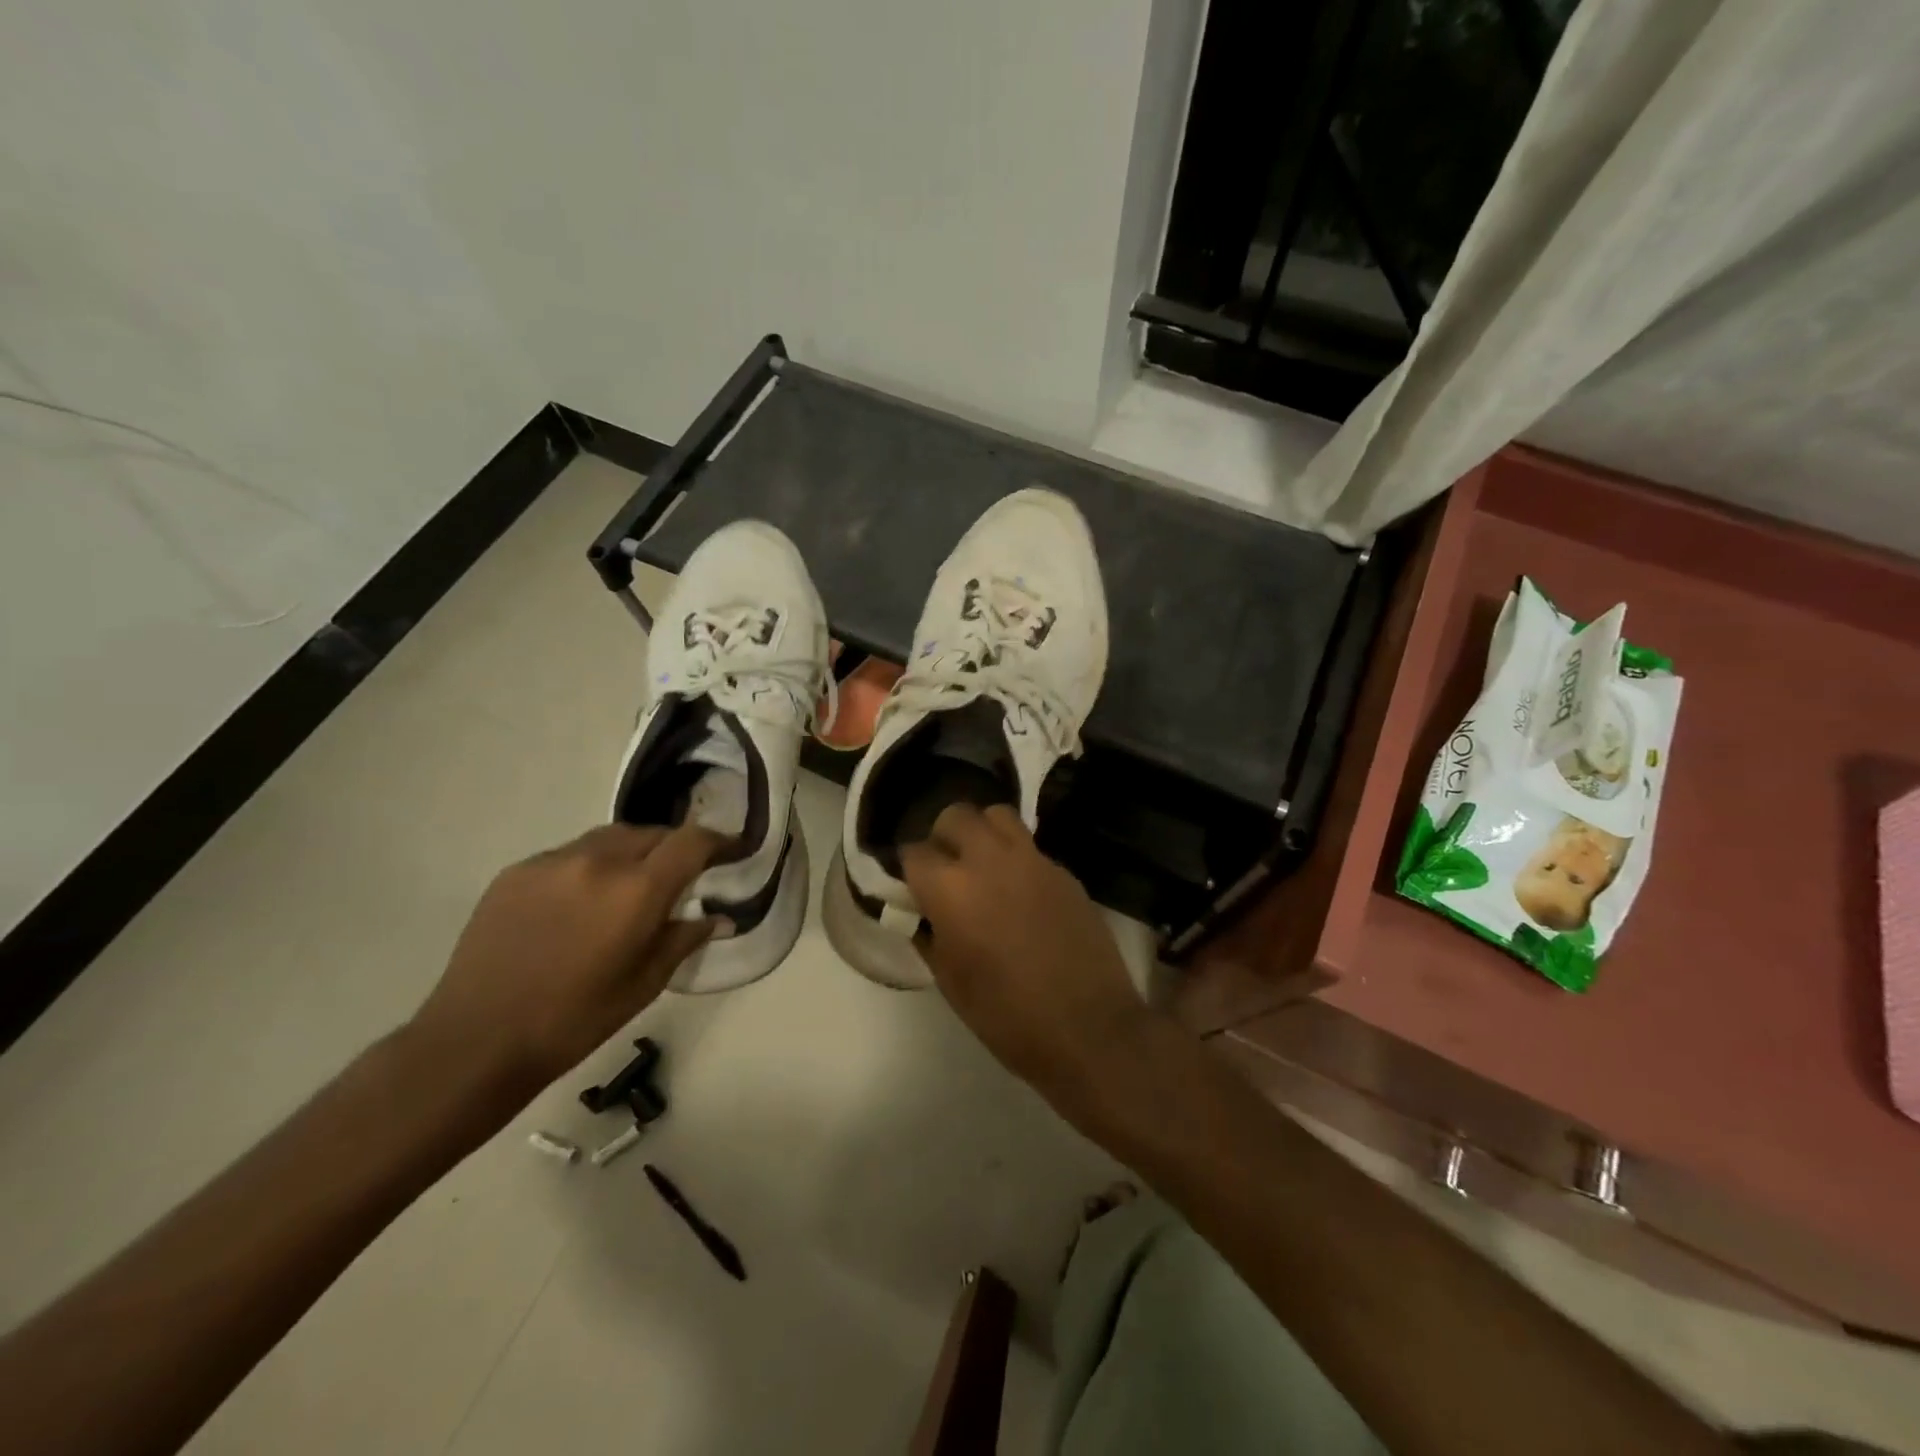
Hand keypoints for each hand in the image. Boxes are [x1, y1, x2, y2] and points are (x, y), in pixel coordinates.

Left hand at [409, 823, 720, 1092]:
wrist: (476, 1041)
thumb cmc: (574, 1020)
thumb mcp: (645, 985)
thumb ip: (684, 939)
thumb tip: (718, 917)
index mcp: (635, 891)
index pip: (692, 842)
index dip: (719, 841)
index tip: (733, 851)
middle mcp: (597, 861)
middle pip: (652, 833)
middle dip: (674, 848)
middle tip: (681, 876)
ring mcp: (552, 862)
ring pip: (610, 838)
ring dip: (632, 852)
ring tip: (631, 885)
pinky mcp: (517, 871)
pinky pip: (570, 854)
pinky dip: (590, 866)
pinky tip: (581, 901)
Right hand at [902, 804, 1147, 1104]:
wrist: (1090, 1028)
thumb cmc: (1009, 1017)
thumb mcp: (952, 984)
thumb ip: (930, 937)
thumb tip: (924, 917)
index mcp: (952, 890)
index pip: (914, 853)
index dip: (909, 869)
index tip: (913, 888)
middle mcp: (990, 861)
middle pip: (956, 816)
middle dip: (943, 836)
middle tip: (946, 868)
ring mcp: (1032, 861)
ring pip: (998, 816)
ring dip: (982, 833)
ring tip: (983, 867)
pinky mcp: (1064, 871)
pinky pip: (1030, 847)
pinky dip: (1016, 858)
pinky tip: (1020, 893)